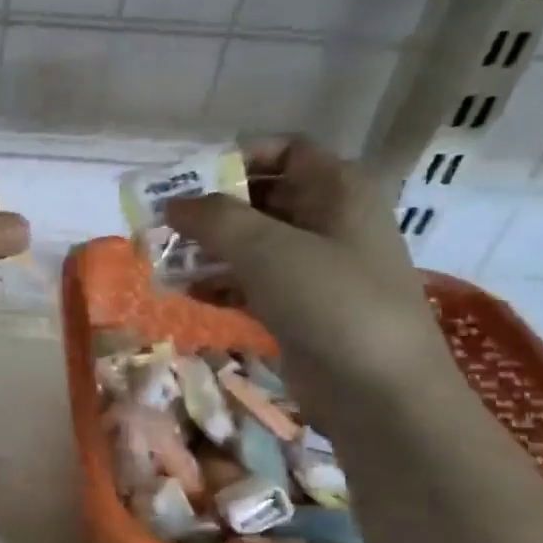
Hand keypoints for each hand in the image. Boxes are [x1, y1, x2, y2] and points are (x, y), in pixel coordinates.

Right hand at [165, 139, 449, 408]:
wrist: (379, 392)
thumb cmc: (330, 302)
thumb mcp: (267, 249)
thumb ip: (214, 218)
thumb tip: (172, 203)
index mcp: (338, 190)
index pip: (285, 151)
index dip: (236, 158)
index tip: (189, 180)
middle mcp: (331, 221)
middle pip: (263, 198)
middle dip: (212, 209)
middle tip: (163, 223)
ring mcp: (317, 268)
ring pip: (253, 244)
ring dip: (209, 249)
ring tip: (164, 259)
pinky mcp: (302, 307)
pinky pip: (253, 282)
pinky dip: (221, 283)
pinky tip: (186, 293)